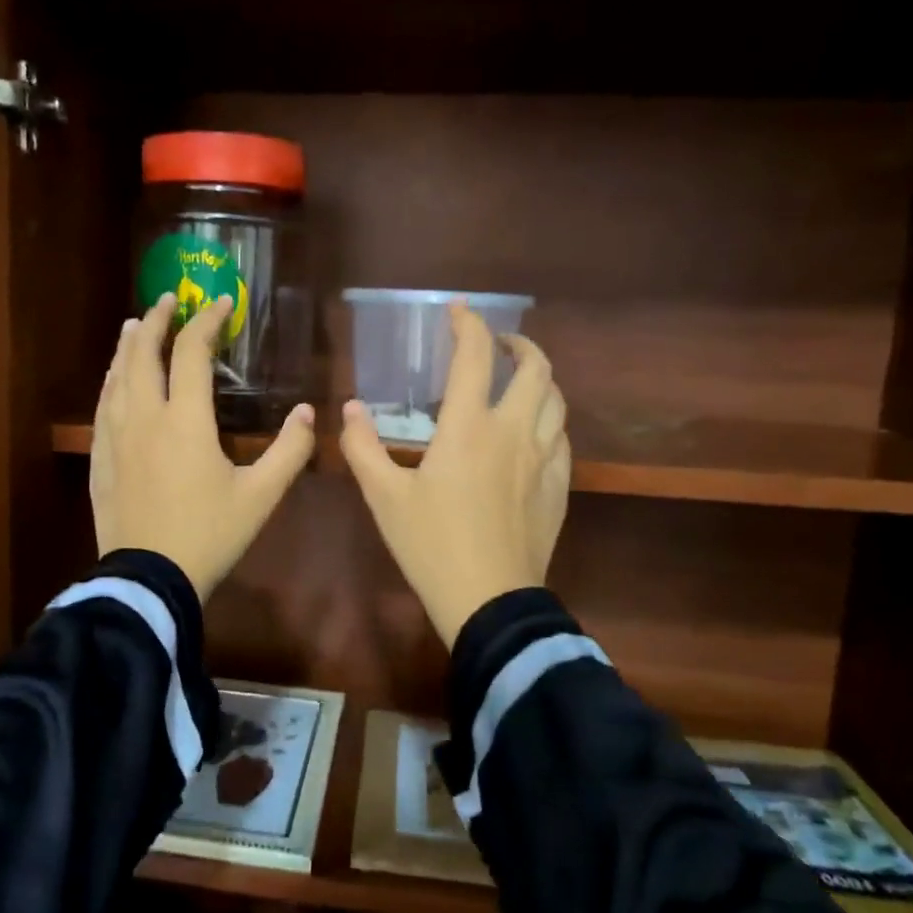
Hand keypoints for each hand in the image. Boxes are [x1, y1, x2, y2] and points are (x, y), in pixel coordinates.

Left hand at [91, 292, 316, 601]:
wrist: (149, 579)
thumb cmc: (209, 535)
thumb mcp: (261, 496)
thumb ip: (289, 451)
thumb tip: (308, 412)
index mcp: (185, 420)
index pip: (193, 353)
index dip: (207, 322)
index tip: (221, 303)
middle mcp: (145, 417)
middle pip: (144, 353)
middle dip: (158, 321)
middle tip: (168, 299)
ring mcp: (116, 437)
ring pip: (117, 377)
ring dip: (128, 346)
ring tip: (135, 325)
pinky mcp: (101, 459)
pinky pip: (103, 406)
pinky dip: (111, 381)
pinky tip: (114, 380)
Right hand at [339, 303, 569, 647]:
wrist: (489, 601)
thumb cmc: (430, 545)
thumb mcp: (383, 497)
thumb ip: (363, 447)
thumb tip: (350, 409)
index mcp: (469, 428)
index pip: (475, 357)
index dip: (468, 325)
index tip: (458, 311)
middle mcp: (514, 432)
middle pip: (535, 369)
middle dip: (518, 345)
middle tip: (498, 345)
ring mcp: (543, 460)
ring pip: (557, 401)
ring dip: (540, 379)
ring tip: (520, 381)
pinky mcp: (557, 487)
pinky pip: (563, 438)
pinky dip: (550, 420)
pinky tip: (536, 432)